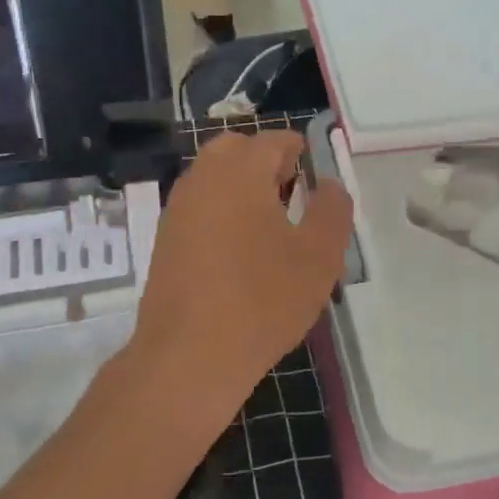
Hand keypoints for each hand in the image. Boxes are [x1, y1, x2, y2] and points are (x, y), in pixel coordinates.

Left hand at [131, 130, 353, 415]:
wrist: (189, 356)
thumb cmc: (263, 300)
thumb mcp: (320, 256)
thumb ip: (332, 210)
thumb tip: (329, 185)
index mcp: (240, 172)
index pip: (273, 141)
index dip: (300, 153)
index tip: (317, 178)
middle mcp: (202, 180)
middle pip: (236, 152)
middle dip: (266, 165)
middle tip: (293, 197)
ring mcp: (178, 210)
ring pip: (214, 180)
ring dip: (243, 189)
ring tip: (271, 229)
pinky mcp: (165, 241)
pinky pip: (200, 209)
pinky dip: (222, 215)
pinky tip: (241, 255)